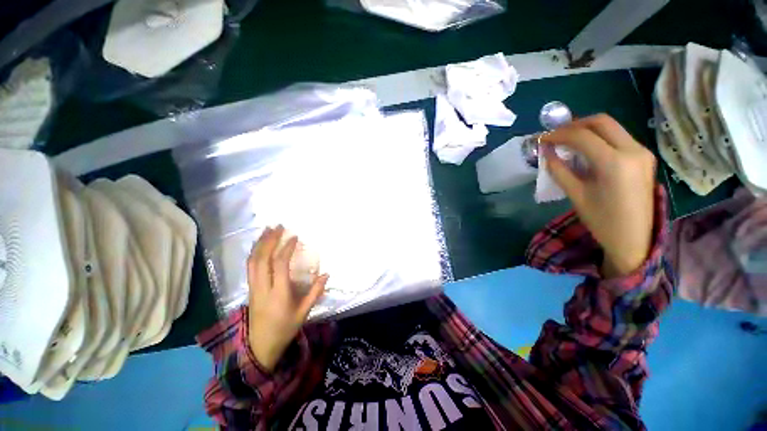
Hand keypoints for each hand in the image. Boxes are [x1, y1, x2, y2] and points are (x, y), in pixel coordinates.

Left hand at [246, 225, 328, 370]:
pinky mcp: (250, 289)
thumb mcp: (303, 313)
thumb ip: (315, 292)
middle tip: (278, 226)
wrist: (260, 347)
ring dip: (260, 244)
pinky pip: (249, 267)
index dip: (286, 248)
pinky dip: (254, 253)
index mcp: (278, 293)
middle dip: (269, 240)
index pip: (280, 265)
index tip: (295, 237)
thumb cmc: (285, 329)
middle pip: (262, 259)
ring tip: (267, 230)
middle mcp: (263, 287)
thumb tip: (326, 274)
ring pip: (252, 261)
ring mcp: (253, 288)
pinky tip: (260, 245)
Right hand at [541, 114, 656, 277]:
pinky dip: (599, 137)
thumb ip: (559, 169)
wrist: (635, 239)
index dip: (558, 134)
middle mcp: (633, 150)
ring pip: (612, 127)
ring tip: (568, 141)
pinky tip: (587, 149)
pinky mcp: (644, 157)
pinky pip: (619, 137)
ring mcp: (642, 152)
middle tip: (556, 136)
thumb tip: (546, 152)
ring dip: (587, 129)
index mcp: (614, 163)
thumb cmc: (602, 221)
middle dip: (574, 125)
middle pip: (601, 122)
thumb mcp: (575, 195)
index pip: (582, 136)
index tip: (542, 139)